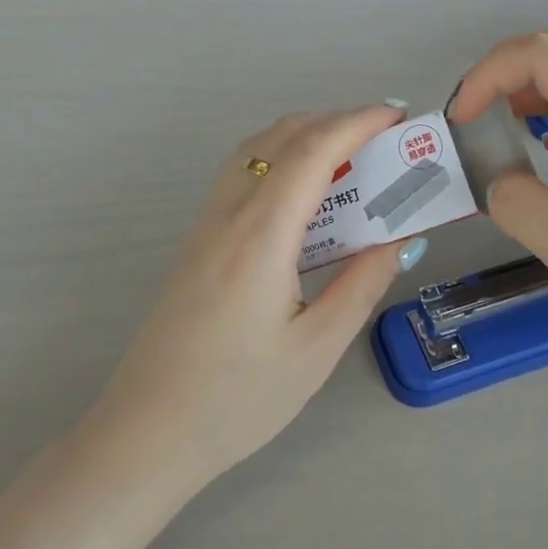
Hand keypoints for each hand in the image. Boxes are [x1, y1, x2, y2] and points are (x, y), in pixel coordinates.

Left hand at [99, 106, 424, 486]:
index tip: (397, 116)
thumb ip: (362, 284)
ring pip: (255, 152)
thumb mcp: (316, 348)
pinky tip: (304, 196)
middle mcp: (228, 215)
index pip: (311, 151)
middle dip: (334, 121)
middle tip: (383, 138)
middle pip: (279, 138)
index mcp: (260, 236)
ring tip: (350, 158)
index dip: (357, 122)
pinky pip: (242, 177)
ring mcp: (205, 226)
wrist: (147, 433)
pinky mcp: (197, 243)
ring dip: (303, 137)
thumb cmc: (237, 398)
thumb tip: (400, 239)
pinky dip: (280, 161)